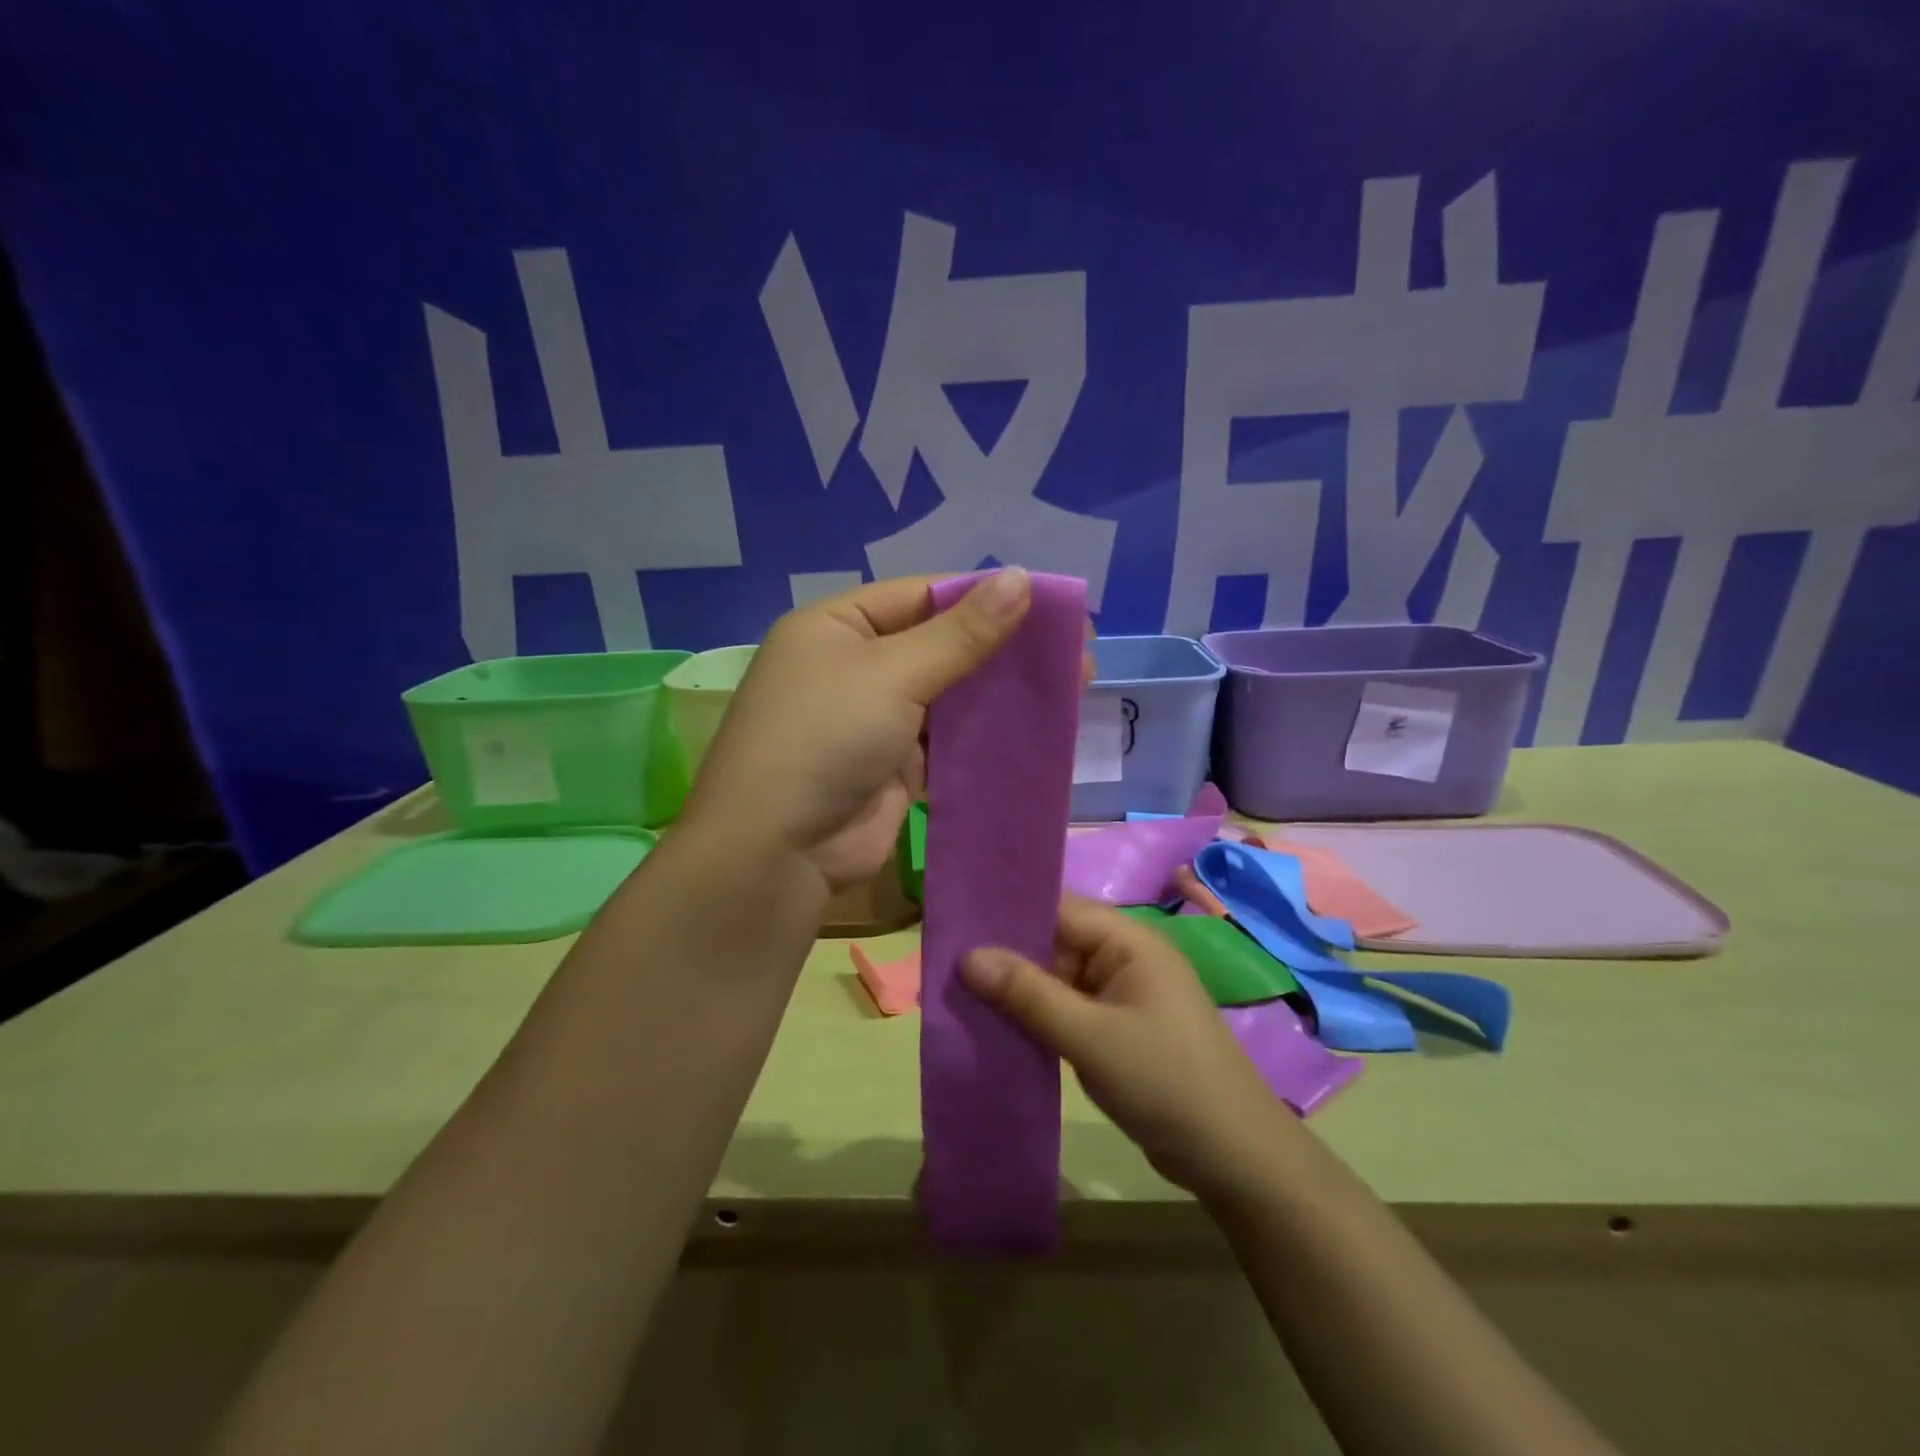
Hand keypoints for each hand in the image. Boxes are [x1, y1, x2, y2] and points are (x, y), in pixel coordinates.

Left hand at [683, 568, 1035, 889]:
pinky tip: (1035, 728)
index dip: (984, 596)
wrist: (778, 850)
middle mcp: (853, 666)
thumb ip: (962, 633)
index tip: (1050, 603)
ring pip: (949, 696)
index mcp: (837, 626)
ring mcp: (874, 720)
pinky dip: (985, 736)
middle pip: (940, 645)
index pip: (921, 595)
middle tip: (1074, 649)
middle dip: (1002, 647)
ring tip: (1070, 684)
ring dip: (1000, 693)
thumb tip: (1020, 578)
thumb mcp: (893, 673)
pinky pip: (948, 741)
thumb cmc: (826, 737)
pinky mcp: (894, 768)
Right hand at [960, 897, 1289, 1201]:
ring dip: (1019, 989)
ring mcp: (1122, 996)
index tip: (957, 920)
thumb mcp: (1090, 1037)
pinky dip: (1037, 1017)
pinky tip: (997, 1026)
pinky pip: (1068, 1010)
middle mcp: (1125, 958)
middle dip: (1007, 954)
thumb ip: (1029, 994)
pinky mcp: (1118, 1030)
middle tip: (946, 962)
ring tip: (959, 992)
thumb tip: (967, 955)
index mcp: (1128, 941)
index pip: (1059, 909)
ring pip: (1058, 979)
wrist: (1235, 1158)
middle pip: (1055, 942)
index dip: (1009, 912)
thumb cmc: (1166, 1081)